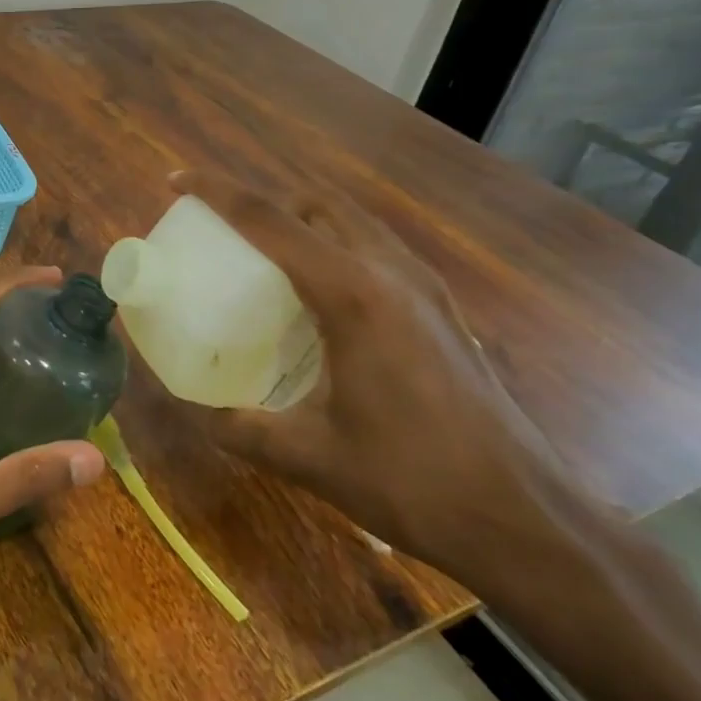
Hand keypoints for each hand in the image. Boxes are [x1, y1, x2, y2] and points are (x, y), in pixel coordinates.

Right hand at [169, 169, 607, 588]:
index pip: (269, 220)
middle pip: (315, 203)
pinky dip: (334, 243)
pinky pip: (374, 247)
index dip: (216, 192)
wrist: (525, 519)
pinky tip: (318, 294)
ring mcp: (423, 286)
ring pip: (351, 220)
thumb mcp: (308, 456)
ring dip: (302, 218)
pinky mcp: (440, 307)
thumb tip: (198, 410)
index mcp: (352, 294)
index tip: (176, 182)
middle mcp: (390, 271)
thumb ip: (241, 428)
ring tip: (264, 252)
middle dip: (263, 199)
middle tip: (222, 227)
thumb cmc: (411, 480)